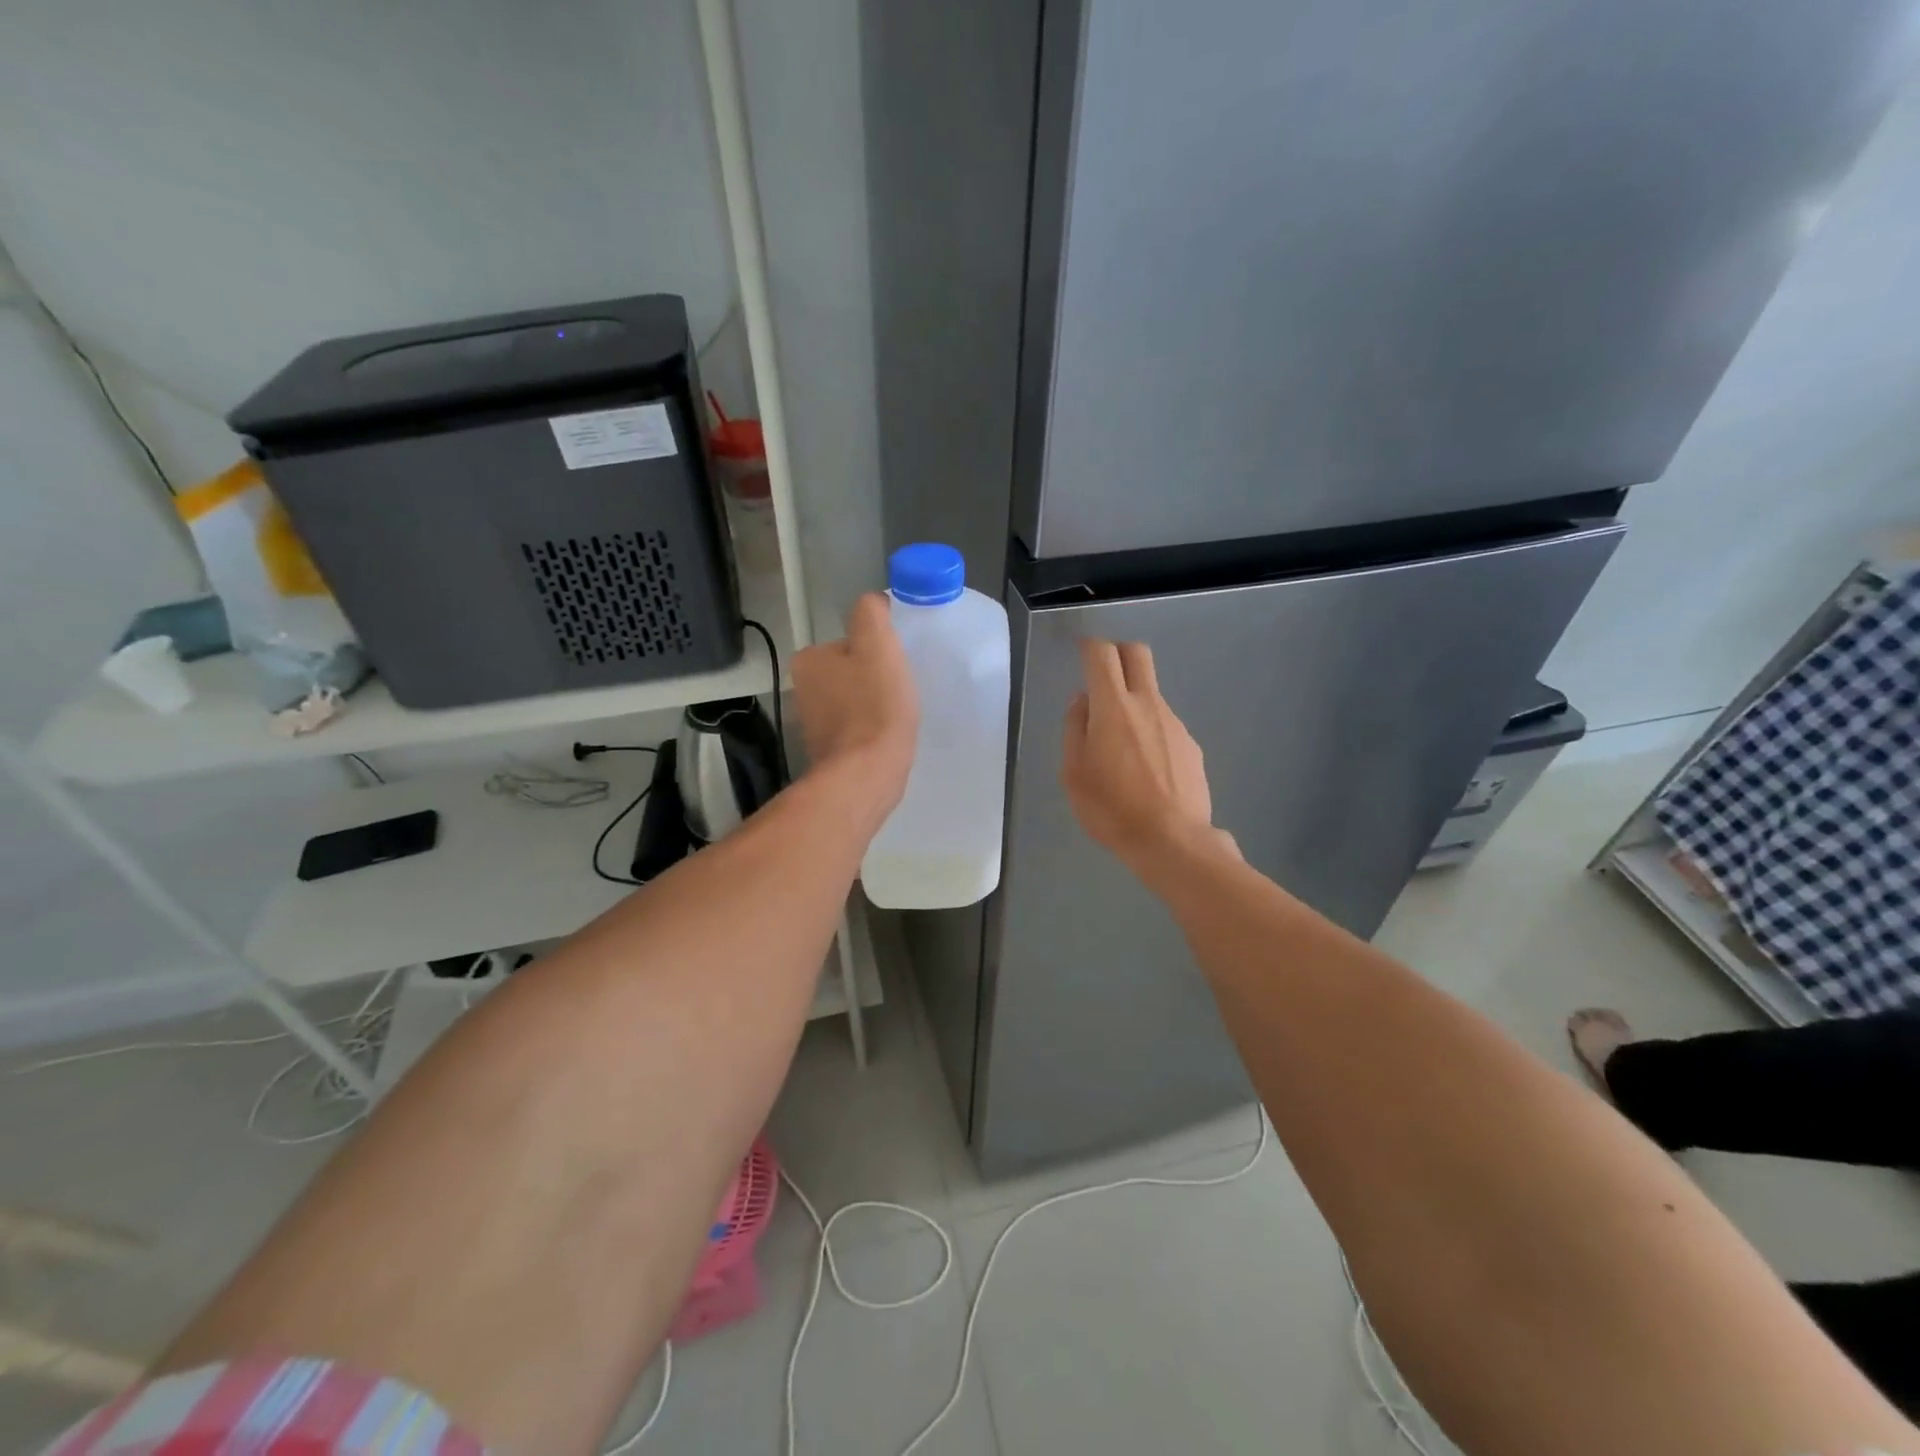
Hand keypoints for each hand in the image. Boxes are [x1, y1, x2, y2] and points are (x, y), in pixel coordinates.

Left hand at [791, 593, 918, 815]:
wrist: (867, 774)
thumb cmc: (875, 706)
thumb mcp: (878, 645)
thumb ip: (871, 614)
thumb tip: (873, 603)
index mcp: (809, 659)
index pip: (851, 640)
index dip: (878, 650)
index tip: (896, 665)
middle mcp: (803, 688)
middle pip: (852, 669)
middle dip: (875, 677)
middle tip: (900, 690)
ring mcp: (813, 722)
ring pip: (854, 699)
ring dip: (874, 703)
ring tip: (896, 715)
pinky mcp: (828, 750)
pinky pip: (855, 727)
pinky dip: (871, 728)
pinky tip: (886, 736)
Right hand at [1063, 639, 1224, 870]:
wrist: (1172, 841)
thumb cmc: (1111, 808)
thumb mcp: (1073, 773)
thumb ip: (1075, 729)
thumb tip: (1083, 702)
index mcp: (1113, 707)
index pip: (1102, 655)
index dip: (1089, 646)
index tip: (1081, 653)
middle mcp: (1148, 704)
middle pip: (1137, 655)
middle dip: (1118, 653)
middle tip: (1103, 675)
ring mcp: (1175, 723)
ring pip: (1151, 693)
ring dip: (1133, 702)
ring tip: (1120, 747)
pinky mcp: (1191, 746)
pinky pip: (1165, 725)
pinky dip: (1150, 732)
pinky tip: (1145, 770)